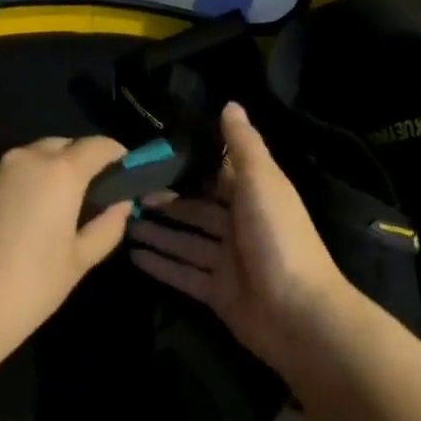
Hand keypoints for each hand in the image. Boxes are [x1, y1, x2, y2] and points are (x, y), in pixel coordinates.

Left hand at [0, 135, 132, 345]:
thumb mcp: (79, 261)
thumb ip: (106, 226)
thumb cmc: (30, 285)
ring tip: (43, 206)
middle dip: (76, 161)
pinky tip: (8, 219)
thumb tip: (120, 205)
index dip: (116, 155)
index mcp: (60, 171)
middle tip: (84, 193)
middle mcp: (25, 158)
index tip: (123, 171)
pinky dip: (11, 186)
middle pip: (60, 145)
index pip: (98, 146)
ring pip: (26, 159)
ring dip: (41, 172)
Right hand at [128, 102, 350, 368]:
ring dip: (157, 231)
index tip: (151, 154)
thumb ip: (243, 144)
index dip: (187, 164)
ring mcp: (228, 261)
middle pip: (195, 207)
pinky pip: (183, 273)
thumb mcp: (262, 181)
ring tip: (120, 221)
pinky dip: (161, 264)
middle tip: (123, 191)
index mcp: (253, 195)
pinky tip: (132, 255)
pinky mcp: (217, 292)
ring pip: (186, 239)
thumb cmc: (279, 238)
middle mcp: (240, 224)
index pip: (215, 173)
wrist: (300, 316)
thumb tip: (230, 103)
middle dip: (163, 200)